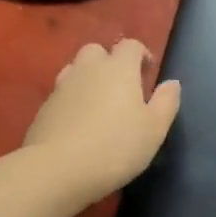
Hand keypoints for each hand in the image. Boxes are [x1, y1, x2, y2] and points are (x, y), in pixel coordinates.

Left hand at [24, 40, 180, 201]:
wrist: (56, 170)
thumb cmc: (115, 146)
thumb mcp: (154, 128)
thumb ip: (167, 102)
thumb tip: (172, 83)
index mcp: (119, 68)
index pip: (130, 45)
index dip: (141, 54)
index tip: (148, 73)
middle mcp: (88, 69)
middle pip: (97, 51)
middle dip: (109, 61)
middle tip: (121, 87)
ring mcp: (61, 88)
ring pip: (75, 70)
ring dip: (87, 79)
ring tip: (98, 104)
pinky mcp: (43, 109)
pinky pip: (61, 95)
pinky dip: (71, 101)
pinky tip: (77, 125)